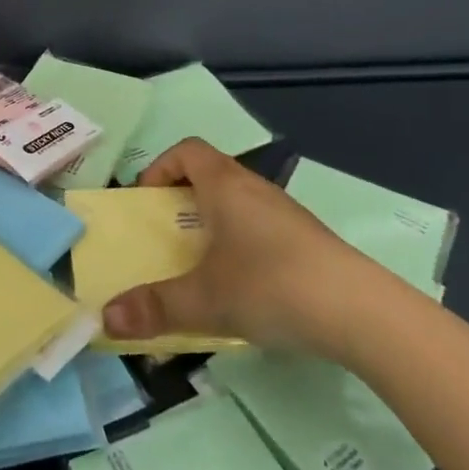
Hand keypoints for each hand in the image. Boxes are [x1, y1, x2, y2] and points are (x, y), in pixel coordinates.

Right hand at [100, 138, 393, 361]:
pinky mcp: (309, 242)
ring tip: (203, 266)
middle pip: (211, 175)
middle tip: (167, 237)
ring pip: (239, 204)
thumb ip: (154, 308)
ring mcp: (287, 214)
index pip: (187, 150)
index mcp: (225, 186)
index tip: (147, 201)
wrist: (364, 313)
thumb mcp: (204, 300)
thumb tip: (104, 319)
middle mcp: (255, 189)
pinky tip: (247, 288)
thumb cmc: (272, 286)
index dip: (160, 167)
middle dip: (182, 201)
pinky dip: (243, 245)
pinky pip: (262, 229)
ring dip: (214, 225)